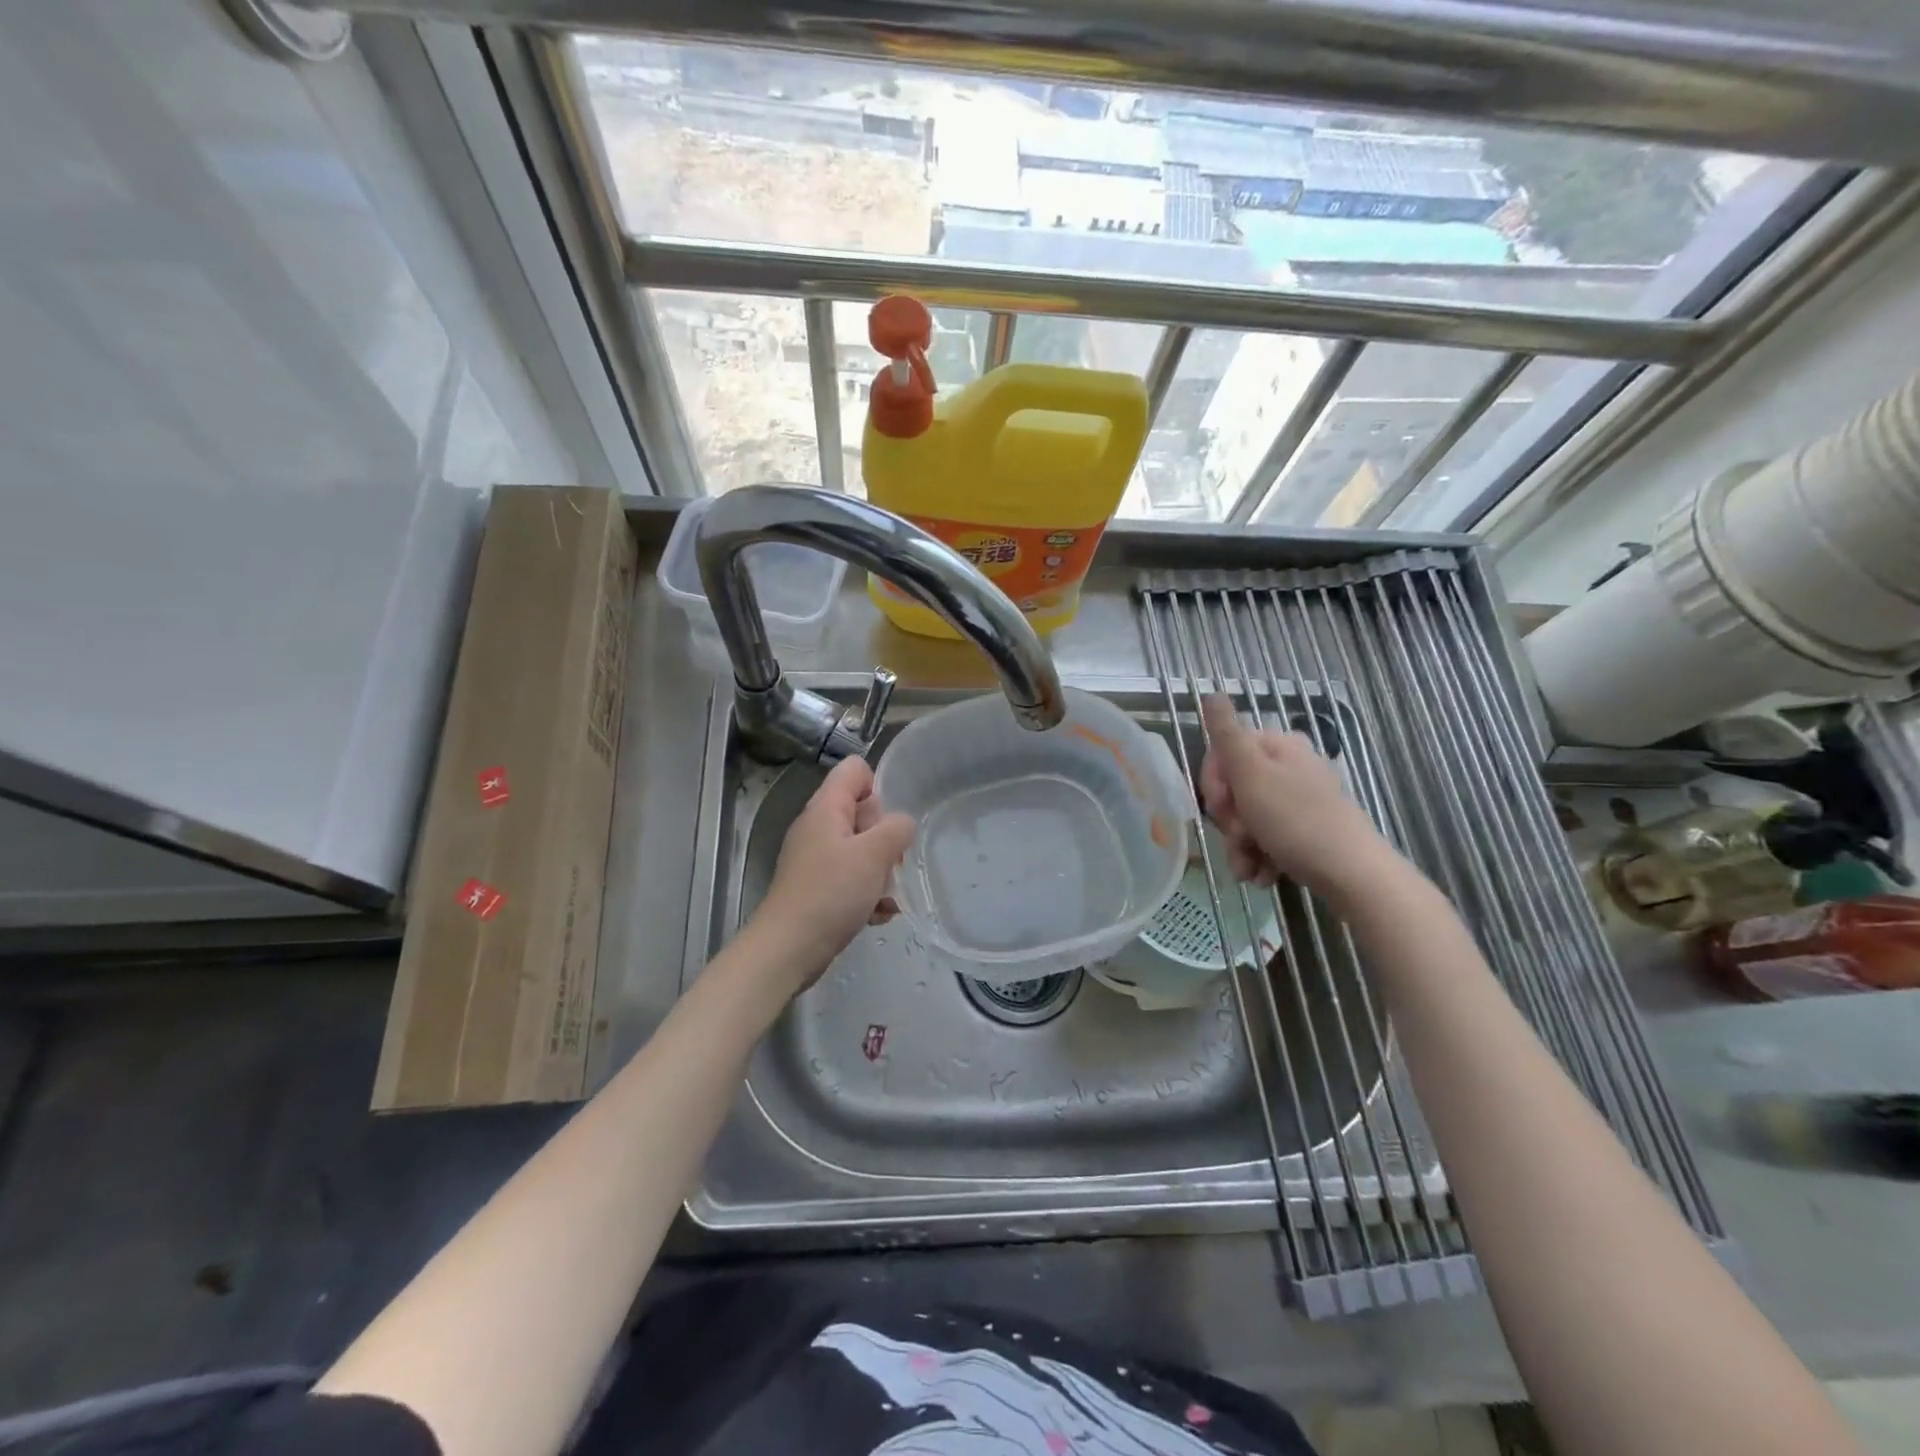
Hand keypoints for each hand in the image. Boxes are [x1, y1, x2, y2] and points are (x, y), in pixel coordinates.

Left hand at [751, 756, 915, 986]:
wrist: (789, 949)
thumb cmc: (831, 893)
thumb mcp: (874, 854)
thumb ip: (896, 829)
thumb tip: (903, 823)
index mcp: (826, 808)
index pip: (855, 770)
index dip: (878, 786)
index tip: (890, 821)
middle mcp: (818, 827)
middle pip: (862, 812)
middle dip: (885, 836)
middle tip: (891, 862)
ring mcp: (816, 859)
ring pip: (860, 849)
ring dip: (880, 870)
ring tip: (887, 895)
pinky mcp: (818, 888)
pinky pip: (852, 879)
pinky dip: (867, 893)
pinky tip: (877, 915)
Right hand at [1198, 695, 1393, 904]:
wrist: (1352, 874)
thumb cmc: (1296, 821)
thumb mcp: (1251, 774)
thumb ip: (1227, 734)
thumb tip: (1211, 694)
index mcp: (1277, 745)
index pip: (1222, 755)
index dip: (1213, 785)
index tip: (1222, 807)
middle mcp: (1290, 766)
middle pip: (1234, 790)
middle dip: (1228, 822)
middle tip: (1239, 838)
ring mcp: (1299, 799)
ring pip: (1247, 819)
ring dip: (1239, 846)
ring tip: (1248, 869)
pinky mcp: (1306, 829)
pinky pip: (1267, 837)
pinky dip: (1259, 857)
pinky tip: (1263, 875)